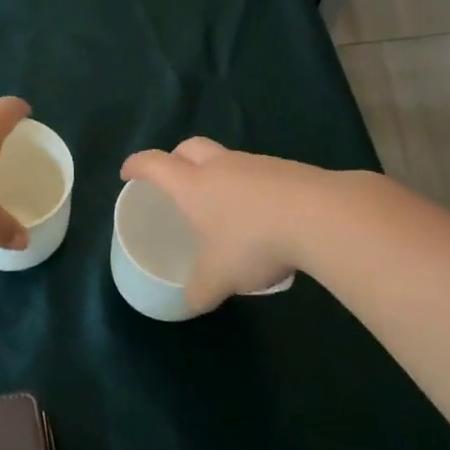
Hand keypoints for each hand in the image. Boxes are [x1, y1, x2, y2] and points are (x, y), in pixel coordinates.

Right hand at [119, 138, 327, 312]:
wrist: (322, 217)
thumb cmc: (253, 242)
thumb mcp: (219, 277)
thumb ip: (200, 290)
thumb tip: (191, 302)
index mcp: (193, 185)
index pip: (155, 164)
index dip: (137, 166)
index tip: (127, 173)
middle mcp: (222, 166)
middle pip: (190, 147)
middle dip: (176, 158)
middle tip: (173, 179)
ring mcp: (257, 164)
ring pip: (227, 159)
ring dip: (218, 173)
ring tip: (222, 205)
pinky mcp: (289, 170)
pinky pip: (259, 173)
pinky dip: (251, 187)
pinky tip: (263, 215)